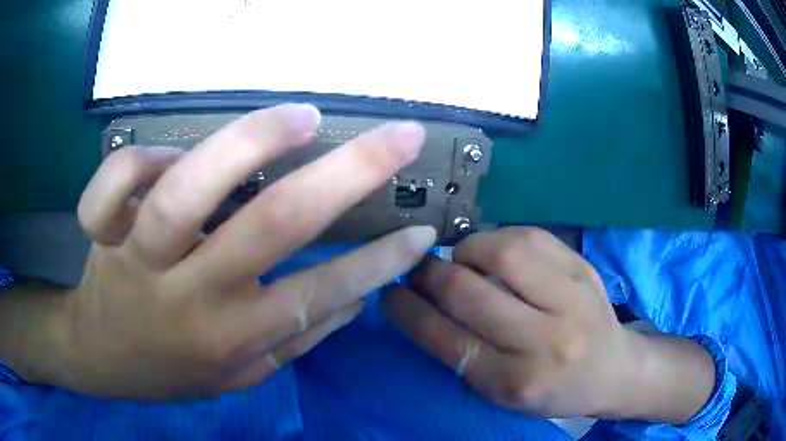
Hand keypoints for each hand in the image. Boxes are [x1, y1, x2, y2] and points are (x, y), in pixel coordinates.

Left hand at [1, 104, 436, 398]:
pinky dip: (143, 156)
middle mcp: (190, 296)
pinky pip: (117, 179)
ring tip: (301, 115)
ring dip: (249, 142)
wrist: (99, 357)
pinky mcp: (103, 231)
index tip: (421, 230)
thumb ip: (292, 342)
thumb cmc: (169, 370)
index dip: (379, 262)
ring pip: (188, 190)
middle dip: (350, 173)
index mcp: (231, 337)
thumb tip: (354, 301)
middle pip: (272, 224)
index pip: (320, 294)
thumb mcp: (237, 378)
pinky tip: (167, 154)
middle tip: (399, 136)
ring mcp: (140, 257)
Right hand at [382, 227, 714, 422]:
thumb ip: (462, 351)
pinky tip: (495, 251)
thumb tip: (421, 302)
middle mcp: (544, 340)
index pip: (446, 339)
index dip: (408, 310)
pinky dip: (499, 238)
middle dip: (429, 274)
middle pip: (468, 292)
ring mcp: (570, 297)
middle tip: (416, 268)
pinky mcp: (583, 268)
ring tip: (460, 259)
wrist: (613, 369)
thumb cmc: (553, 390)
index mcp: (515, 381)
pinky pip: (530, 236)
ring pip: (502, 252)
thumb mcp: (501, 391)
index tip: (387, 291)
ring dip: (466, 250)